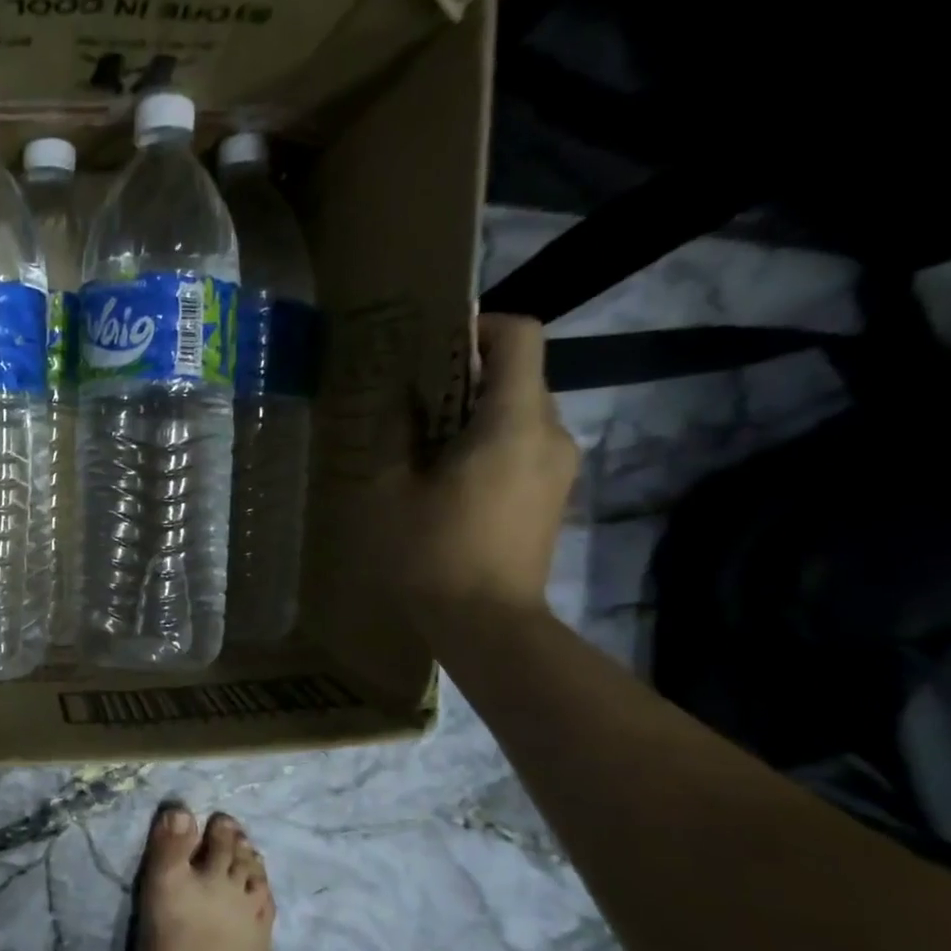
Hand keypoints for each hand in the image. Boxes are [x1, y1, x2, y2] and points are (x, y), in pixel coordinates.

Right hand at [378, 314, 577, 633]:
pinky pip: (522, 445)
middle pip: (518, 374)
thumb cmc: (432, 553)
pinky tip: (446, 477)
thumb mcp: (391, 490)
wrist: (487, 624)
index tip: (433, 347)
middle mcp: (552, 432)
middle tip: (412, 401)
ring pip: (519, 412)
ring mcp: (559, 466)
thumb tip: (403, 400)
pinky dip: (487, 443)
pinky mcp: (553, 494)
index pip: (519, 335)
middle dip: (466, 376)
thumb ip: (396, 433)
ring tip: (423, 444)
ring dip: (474, 414)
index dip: (478, 326)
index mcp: (514, 421)